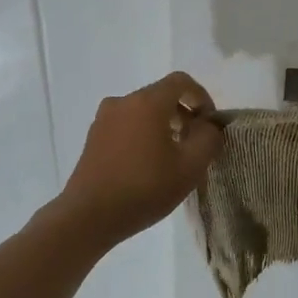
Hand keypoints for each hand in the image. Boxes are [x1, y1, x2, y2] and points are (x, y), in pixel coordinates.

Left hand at [55, 72, 223, 245]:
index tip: (209, 123)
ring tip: (172, 156)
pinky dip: (143, 134)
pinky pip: (126, 124)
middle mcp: (123, 102)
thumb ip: (208, 138)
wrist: (89, 216)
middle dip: (183, 113)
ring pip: (143, 111)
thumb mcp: (191, 167)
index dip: (201, 97)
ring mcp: (104, 118)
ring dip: (163, 125)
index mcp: (147, 102)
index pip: (181, 81)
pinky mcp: (93, 136)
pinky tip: (147, 164)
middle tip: (195, 143)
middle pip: (161, 95)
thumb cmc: (145, 188)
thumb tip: (208, 125)